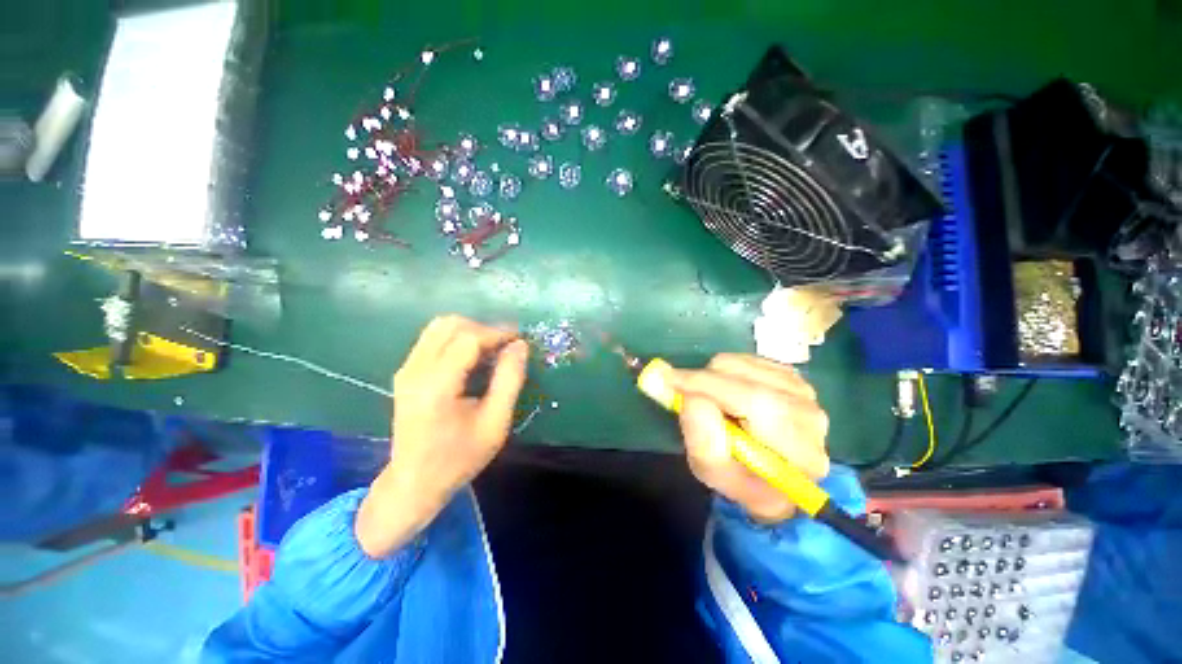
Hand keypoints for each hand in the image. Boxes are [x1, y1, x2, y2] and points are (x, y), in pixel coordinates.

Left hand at [356, 315, 528, 557]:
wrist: (414, 482)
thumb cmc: (460, 457)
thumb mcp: (496, 423)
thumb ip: (510, 380)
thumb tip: (520, 346)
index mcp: (437, 386)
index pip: (468, 339)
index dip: (497, 333)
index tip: (519, 340)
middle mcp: (415, 371)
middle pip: (451, 325)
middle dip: (484, 329)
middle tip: (506, 346)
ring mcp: (406, 369)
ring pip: (440, 327)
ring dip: (470, 331)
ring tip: (491, 350)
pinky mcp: (406, 372)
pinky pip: (433, 339)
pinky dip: (457, 339)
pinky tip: (473, 358)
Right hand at [668, 354, 829, 523]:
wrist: (767, 475)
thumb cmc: (739, 479)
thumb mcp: (711, 470)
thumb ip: (701, 436)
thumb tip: (689, 395)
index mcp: (800, 452)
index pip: (755, 402)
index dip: (707, 386)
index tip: (669, 378)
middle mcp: (811, 417)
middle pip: (747, 378)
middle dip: (706, 381)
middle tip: (686, 395)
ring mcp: (805, 392)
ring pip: (743, 364)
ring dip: (715, 377)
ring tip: (713, 402)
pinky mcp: (792, 377)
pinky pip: (747, 358)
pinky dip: (726, 370)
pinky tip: (728, 391)